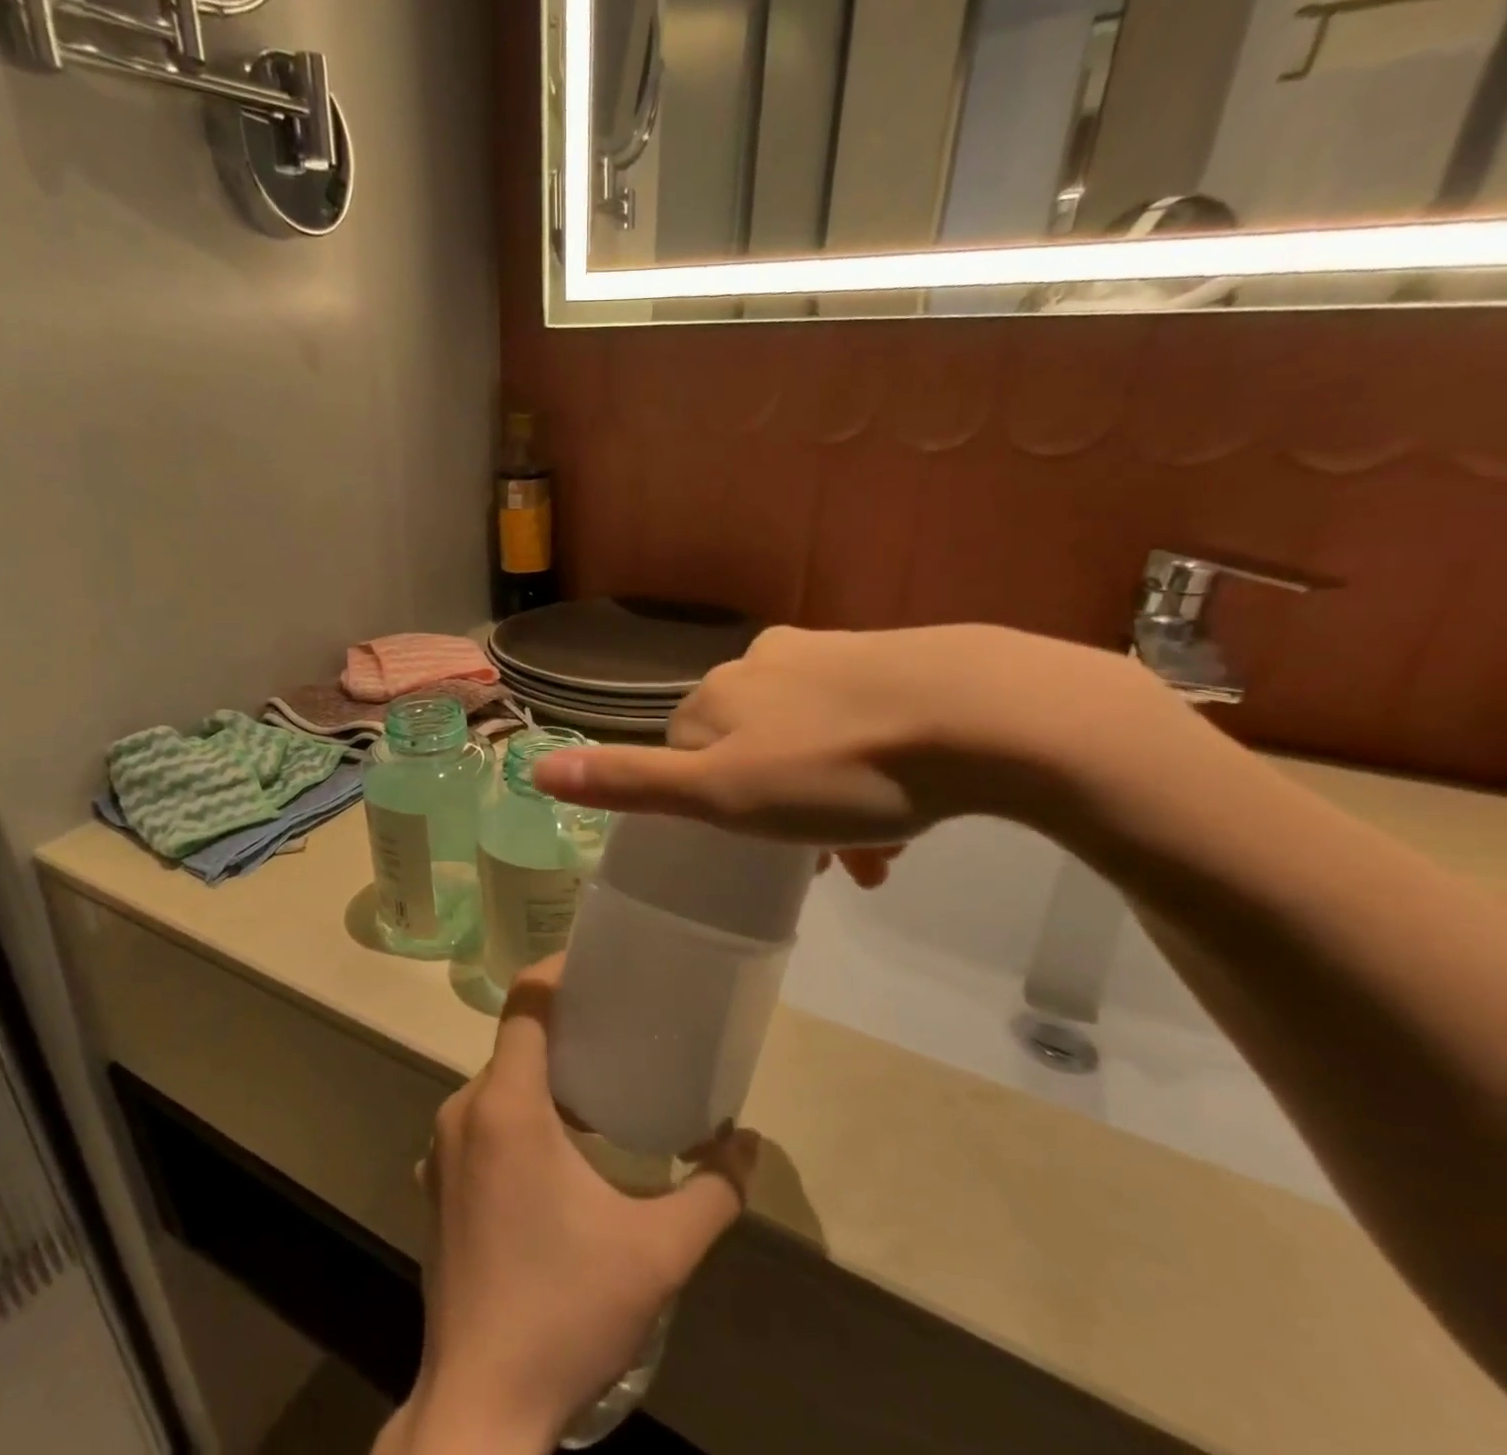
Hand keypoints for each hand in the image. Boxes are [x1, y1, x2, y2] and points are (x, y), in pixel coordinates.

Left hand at [378, 957, 757, 1454]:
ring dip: (543, 1074)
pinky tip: (558, 1148)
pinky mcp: (436, 1184)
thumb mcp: (659, 1252)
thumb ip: (715, 1190)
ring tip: (598, 1087)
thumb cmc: (567, 1311)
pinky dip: (519, 1111)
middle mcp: (464, 1111)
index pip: (525, 1002)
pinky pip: (481, 1119)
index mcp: (507, 1105)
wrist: (480, 1408)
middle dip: (565, 1027)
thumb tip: (749, 1141)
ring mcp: (442, 1149)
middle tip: (619, 1030)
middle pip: (516, 1040)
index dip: (558, 971)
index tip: (599, 968)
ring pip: (498, 1082)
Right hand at [532, 624, 1180, 845]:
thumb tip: (534, 766)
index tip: (752, 852)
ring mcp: (833, 655)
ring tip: (876, 855)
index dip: (712, 807)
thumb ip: (630, 783)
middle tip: (823, 863)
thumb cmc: (838, 769)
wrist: (985, 716)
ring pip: (809, 741)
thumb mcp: (722, 794)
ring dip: (828, 803)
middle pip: (751, 748)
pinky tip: (912, 812)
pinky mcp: (895, 661)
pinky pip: (860, 725)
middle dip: (776, 810)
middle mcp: (766, 662)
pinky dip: (870, 773)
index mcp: (720, 693)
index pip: (685, 752)